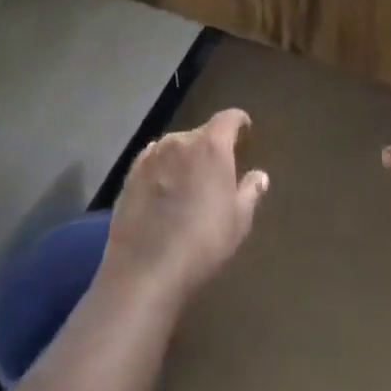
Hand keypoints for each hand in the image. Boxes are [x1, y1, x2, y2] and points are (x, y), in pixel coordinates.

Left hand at [99, 108, 268, 307]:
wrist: (144, 272)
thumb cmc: (202, 244)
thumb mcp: (238, 222)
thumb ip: (251, 192)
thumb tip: (260, 175)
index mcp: (211, 145)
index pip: (229, 118)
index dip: (239, 122)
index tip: (246, 132)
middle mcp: (180, 140)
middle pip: (201, 134)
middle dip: (211, 147)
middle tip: (217, 173)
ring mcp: (152, 155)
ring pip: (176, 148)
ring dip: (185, 159)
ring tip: (189, 185)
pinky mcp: (130, 175)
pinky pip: (154, 162)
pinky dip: (163, 170)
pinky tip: (163, 193)